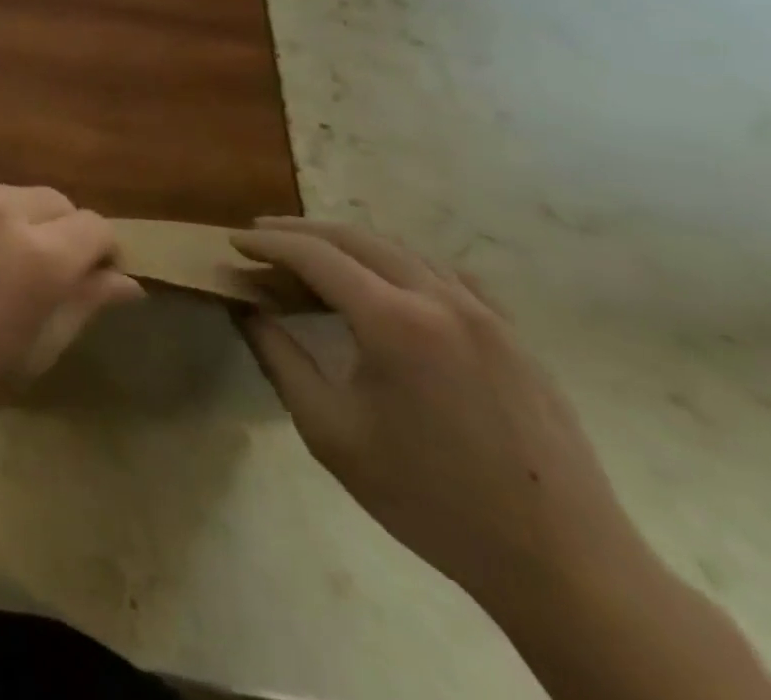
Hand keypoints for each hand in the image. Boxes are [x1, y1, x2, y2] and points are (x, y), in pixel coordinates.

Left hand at [0, 179, 141, 459]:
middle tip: (43, 275)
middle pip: (55, 201)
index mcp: (39, 256)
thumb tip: (127, 282)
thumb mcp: (35, 352)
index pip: (96, 228)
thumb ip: (83, 305)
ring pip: (10, 191)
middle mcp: (0, 210)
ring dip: (18, 218)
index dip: (103, 254)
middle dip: (63, 232)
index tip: (92, 280)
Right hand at [233, 219, 641, 610]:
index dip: (267, 244)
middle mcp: (441, 300)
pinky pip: (446, 274)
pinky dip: (400, 263)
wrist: (565, 566)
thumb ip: (278, 358)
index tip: (232, 243)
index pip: (314, 255)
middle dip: (300, 231)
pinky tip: (387, 283)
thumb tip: (245, 307)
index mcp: (394, 321)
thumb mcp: (329, 431)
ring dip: (349, 243)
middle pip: (356, 238)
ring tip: (313, 255)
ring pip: (402, 250)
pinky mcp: (514, 336)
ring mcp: (487, 315)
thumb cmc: (430, 498)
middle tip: (260, 237)